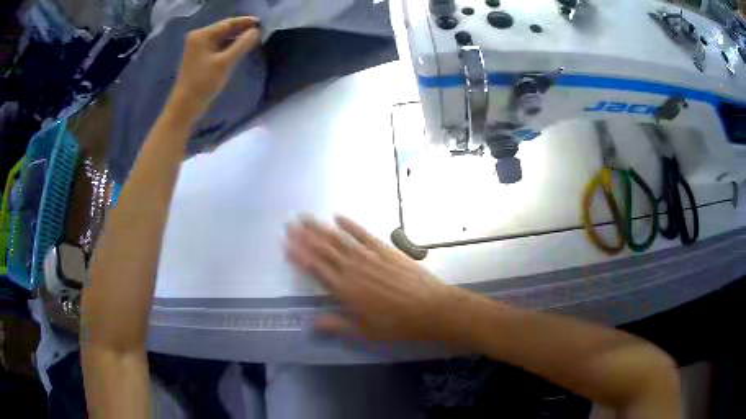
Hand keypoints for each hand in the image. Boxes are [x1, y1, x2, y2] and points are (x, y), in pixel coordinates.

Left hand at [168, 17, 261, 120]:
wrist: (185, 107)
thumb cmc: (203, 83)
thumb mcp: (225, 62)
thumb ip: (242, 44)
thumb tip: (256, 32)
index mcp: (202, 35)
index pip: (228, 23)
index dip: (245, 22)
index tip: (262, 23)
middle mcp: (198, 38)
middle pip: (224, 29)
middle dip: (241, 30)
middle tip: (261, 31)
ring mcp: (198, 48)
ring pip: (222, 38)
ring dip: (237, 38)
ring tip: (254, 39)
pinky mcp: (200, 58)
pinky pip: (218, 47)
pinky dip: (229, 47)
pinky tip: (240, 49)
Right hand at [287, 216, 461, 340]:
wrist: (430, 309)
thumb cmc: (397, 325)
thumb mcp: (365, 332)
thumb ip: (337, 325)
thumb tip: (312, 322)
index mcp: (345, 290)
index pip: (316, 269)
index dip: (300, 256)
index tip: (287, 245)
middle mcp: (353, 269)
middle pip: (324, 250)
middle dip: (306, 237)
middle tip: (291, 223)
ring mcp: (370, 257)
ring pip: (340, 240)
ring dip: (322, 228)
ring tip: (307, 218)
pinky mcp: (386, 250)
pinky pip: (364, 234)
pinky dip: (351, 225)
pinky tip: (340, 217)